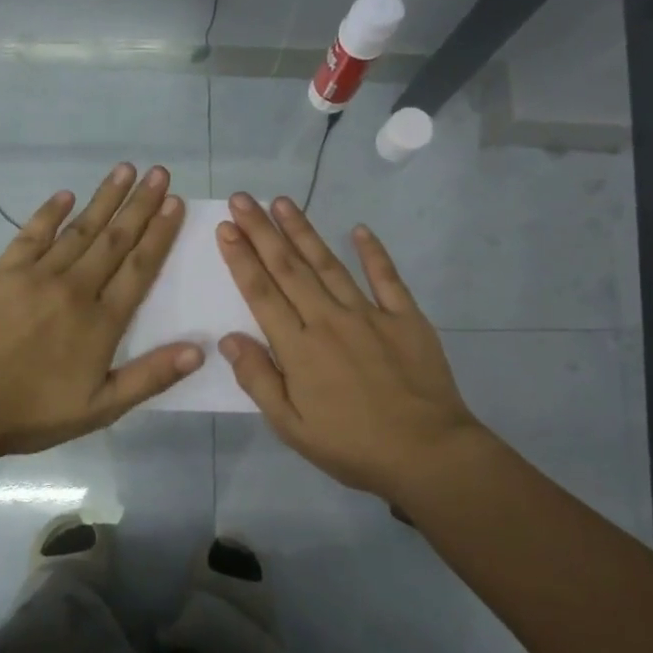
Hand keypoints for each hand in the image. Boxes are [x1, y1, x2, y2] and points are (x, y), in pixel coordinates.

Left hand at [0, 163, 202, 457]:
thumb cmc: (35, 411)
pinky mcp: (2, 272)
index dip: (159, 233)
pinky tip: (66, 195)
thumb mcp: (102, 408)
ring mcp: (37, 275)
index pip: (140, 267)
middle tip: (159, 172)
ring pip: (79, 230)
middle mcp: (75, 288)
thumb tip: (198, 351)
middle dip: (140, 204)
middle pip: (114, 239)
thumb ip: (150, 377)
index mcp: (102, 321)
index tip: (175, 202)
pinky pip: (31, 234)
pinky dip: (50, 212)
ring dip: (104, 198)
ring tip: (125, 170)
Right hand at [215, 194, 486, 500]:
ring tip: (282, 202)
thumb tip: (229, 339)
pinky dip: (372, 252)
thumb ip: (259, 380)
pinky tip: (359, 229)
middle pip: (289, 267)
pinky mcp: (405, 317)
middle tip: (242, 199)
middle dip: (262, 231)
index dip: (241, 258)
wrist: (427, 453)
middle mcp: (329, 319)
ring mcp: (369, 314)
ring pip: (328, 264)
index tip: (225, 227)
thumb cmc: (352, 446)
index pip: (261, 292)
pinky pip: (387, 276)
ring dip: (303, 231)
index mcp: (298, 347)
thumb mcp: (291, 427)